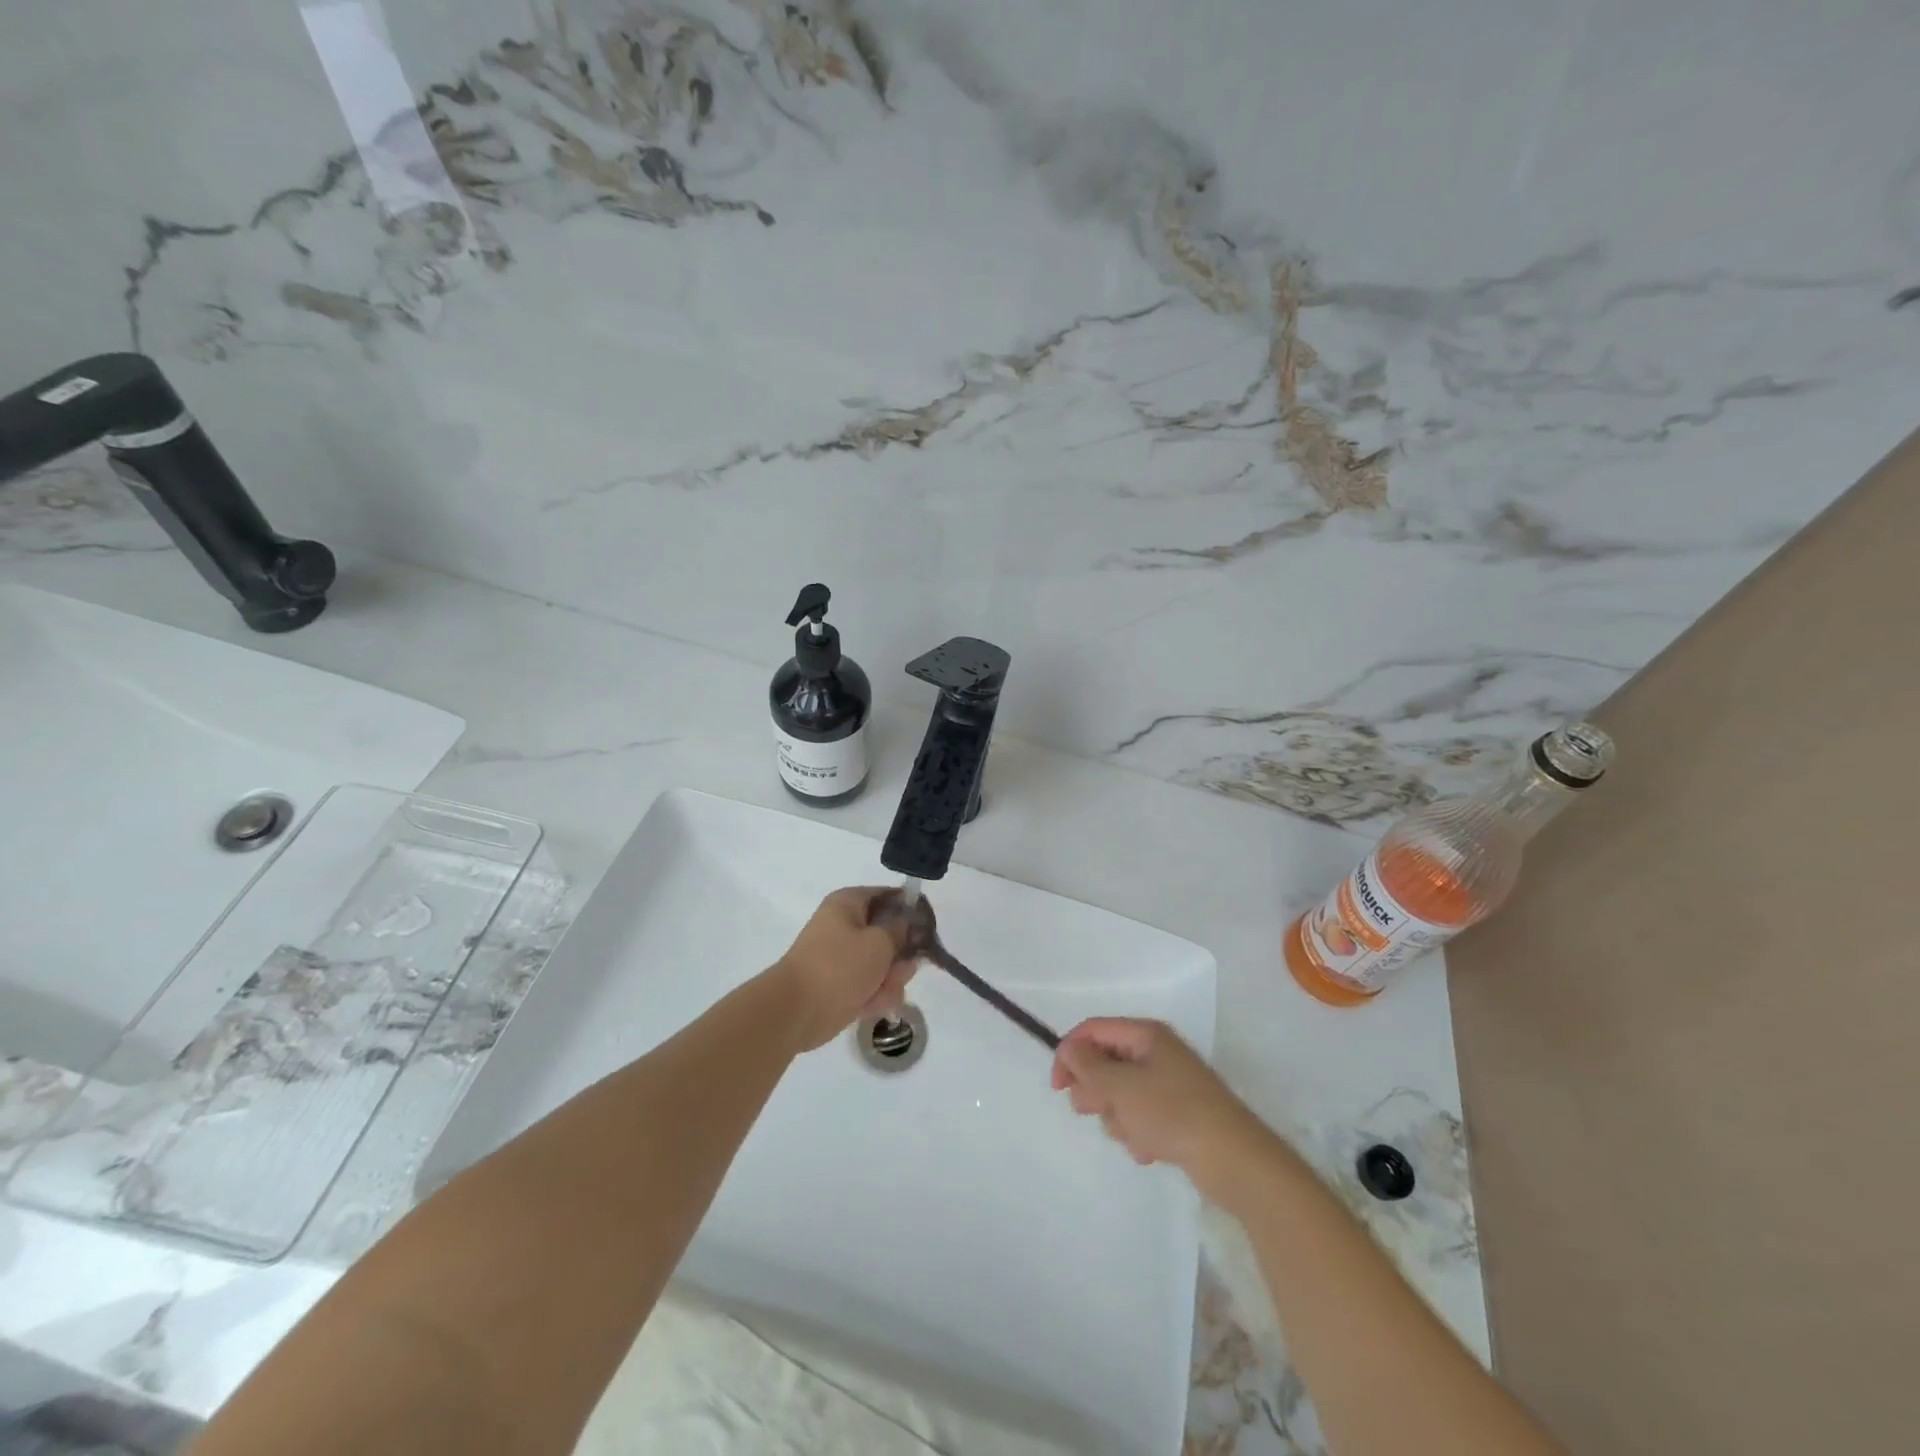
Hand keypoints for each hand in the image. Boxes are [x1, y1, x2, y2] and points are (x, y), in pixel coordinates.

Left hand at [773, 887, 917, 1051]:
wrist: (796, 1011)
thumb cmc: (839, 966)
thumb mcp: (879, 942)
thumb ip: (900, 930)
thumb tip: (908, 921)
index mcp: (848, 903)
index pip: (888, 896)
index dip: (910, 910)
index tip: (927, 928)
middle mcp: (844, 925)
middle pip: (888, 933)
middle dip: (901, 955)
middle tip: (906, 969)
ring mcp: (841, 957)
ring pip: (881, 963)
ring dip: (890, 980)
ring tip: (885, 993)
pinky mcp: (840, 985)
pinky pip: (869, 984)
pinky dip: (875, 995)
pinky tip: (874, 1006)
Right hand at [1051, 1018, 1268, 1195]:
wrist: (1234, 1160)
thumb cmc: (1173, 1113)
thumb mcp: (1121, 1087)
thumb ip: (1089, 1066)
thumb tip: (1070, 1048)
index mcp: (1146, 1034)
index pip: (1094, 1030)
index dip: (1070, 1052)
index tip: (1057, 1087)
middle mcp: (1157, 1052)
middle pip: (1106, 1061)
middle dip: (1096, 1089)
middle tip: (1092, 1111)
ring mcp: (1169, 1083)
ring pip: (1121, 1093)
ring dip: (1118, 1116)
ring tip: (1133, 1134)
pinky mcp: (1178, 1113)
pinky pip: (1142, 1116)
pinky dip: (1139, 1132)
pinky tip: (1149, 1149)